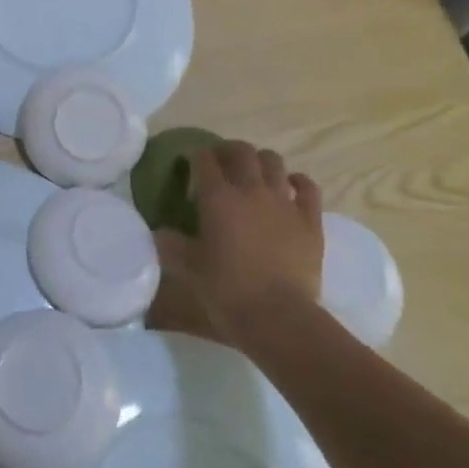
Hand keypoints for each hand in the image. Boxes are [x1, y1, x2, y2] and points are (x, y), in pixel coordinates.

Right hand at [147, 140, 322, 347]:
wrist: (278, 317)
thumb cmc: (227, 291)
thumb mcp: (189, 268)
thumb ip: (172, 244)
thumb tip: (159, 232)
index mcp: (217, 197)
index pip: (204, 159)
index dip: (196, 156)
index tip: (191, 163)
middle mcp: (250, 190)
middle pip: (241, 151)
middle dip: (229, 150)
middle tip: (222, 162)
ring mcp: (283, 202)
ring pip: (274, 161)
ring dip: (261, 160)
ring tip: (255, 171)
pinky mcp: (310, 220)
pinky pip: (308, 187)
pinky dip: (298, 181)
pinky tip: (291, 185)